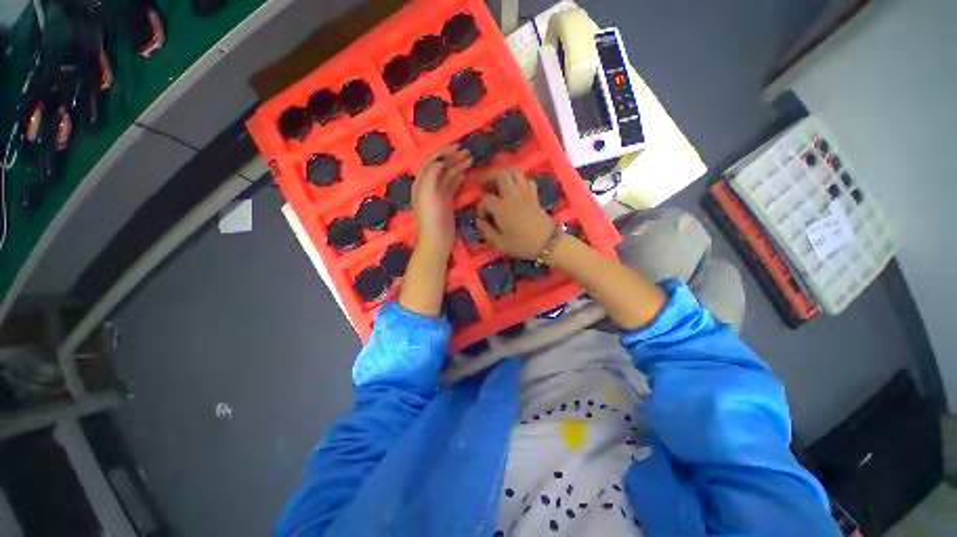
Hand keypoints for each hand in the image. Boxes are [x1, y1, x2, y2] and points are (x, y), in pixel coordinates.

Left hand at [412, 146, 472, 254]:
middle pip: (441, 167)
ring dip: (458, 167)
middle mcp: (428, 186)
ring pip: (448, 176)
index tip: (458, 145)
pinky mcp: (446, 203)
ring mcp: (438, 195)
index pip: (432, 161)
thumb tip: (441, 160)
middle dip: (453, 158)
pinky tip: (465, 174)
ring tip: (470, 160)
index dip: (444, 152)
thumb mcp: (427, 192)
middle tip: (468, 152)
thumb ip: (432, 173)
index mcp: (421, 182)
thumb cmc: (431, 216)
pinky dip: (458, 178)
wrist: (436, 239)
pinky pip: (452, 187)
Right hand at [476, 168, 556, 259]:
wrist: (548, 243)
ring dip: (504, 175)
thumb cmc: (522, 244)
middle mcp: (513, 196)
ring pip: (515, 172)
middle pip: (500, 174)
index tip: (482, 217)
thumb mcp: (500, 243)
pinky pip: (527, 180)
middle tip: (484, 186)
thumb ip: (487, 230)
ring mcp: (525, 193)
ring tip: (497, 184)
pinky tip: (515, 189)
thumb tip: (479, 221)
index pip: (486, 199)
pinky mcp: (534, 196)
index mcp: (502, 208)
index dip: (481, 206)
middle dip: (489, 177)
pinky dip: (519, 180)